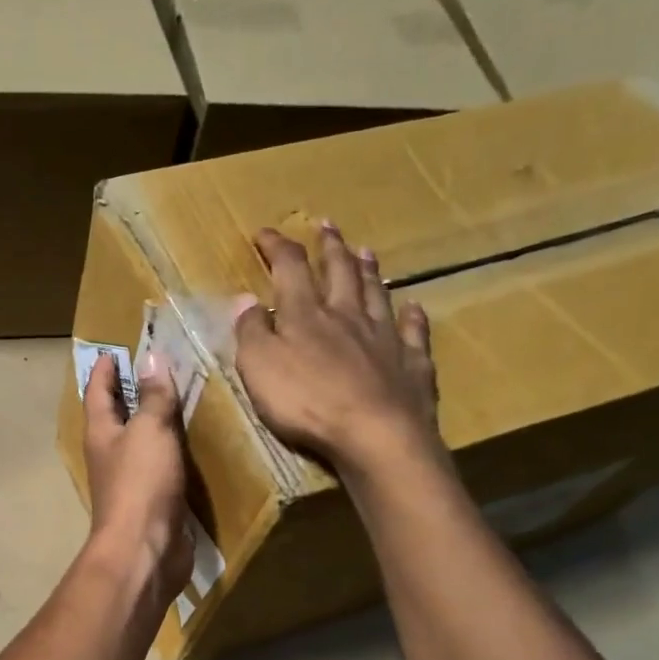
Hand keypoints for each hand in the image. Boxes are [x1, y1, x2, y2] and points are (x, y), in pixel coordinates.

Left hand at [82, 352, 192, 600]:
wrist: (144, 550)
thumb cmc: (141, 484)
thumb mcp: (149, 431)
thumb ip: (153, 396)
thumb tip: (152, 358)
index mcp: (101, 433)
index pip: (97, 392)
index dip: (104, 370)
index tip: (112, 351)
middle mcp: (110, 454)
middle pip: (116, 416)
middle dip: (129, 393)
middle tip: (152, 369)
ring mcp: (130, 480)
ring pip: (140, 442)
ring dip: (153, 422)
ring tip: (178, 399)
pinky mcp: (152, 501)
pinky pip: (161, 466)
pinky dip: (172, 450)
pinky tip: (191, 444)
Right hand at [233, 222, 441, 469]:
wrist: (375, 434)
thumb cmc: (307, 402)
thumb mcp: (259, 367)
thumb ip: (251, 332)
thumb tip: (244, 299)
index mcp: (306, 315)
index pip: (290, 268)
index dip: (277, 247)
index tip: (265, 233)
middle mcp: (348, 316)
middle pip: (340, 272)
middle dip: (330, 247)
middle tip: (327, 225)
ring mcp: (384, 338)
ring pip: (376, 294)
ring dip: (369, 271)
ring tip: (366, 251)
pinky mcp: (411, 364)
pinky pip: (413, 332)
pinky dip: (412, 317)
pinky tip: (413, 307)